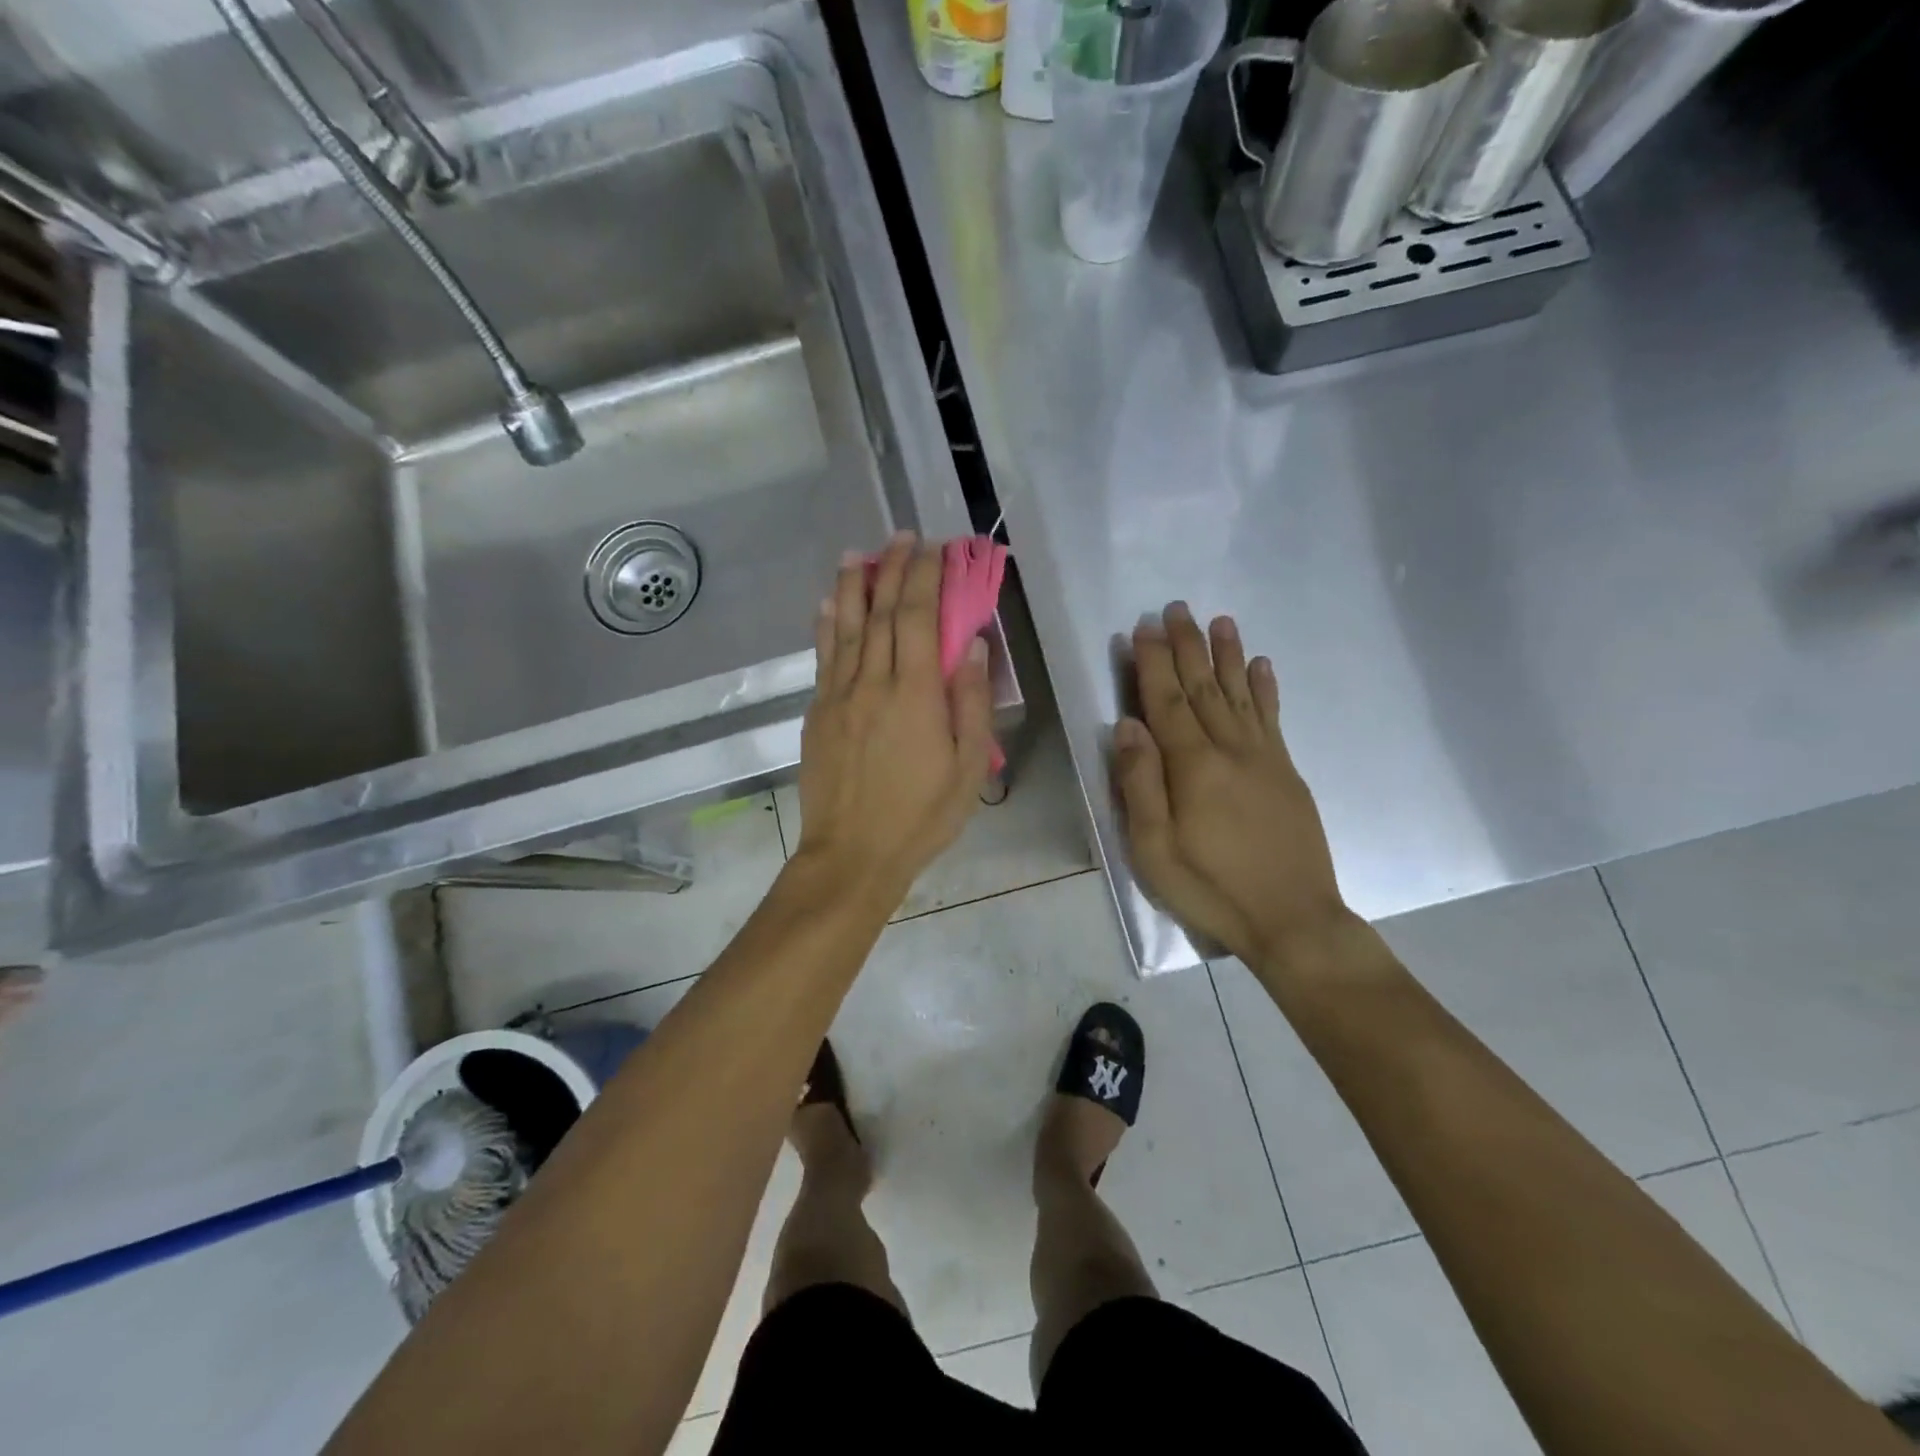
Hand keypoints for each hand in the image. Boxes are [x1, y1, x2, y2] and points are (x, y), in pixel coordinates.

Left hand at [793, 534, 993, 908]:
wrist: (852, 854)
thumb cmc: (921, 815)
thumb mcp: (967, 768)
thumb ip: (971, 702)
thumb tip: (971, 645)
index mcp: (914, 694)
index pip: (918, 618)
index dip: (926, 577)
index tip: (935, 548)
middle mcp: (872, 683)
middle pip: (881, 612)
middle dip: (893, 568)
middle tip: (903, 537)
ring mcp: (838, 695)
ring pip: (845, 627)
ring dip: (853, 585)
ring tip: (859, 554)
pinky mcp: (818, 713)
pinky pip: (823, 657)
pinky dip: (827, 625)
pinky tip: (829, 604)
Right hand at [1114, 603, 1346, 965]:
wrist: (1293, 920)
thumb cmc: (1211, 888)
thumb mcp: (1154, 849)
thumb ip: (1139, 784)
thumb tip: (1127, 726)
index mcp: (1193, 766)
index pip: (1166, 701)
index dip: (1153, 663)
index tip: (1143, 628)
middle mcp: (1230, 749)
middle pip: (1203, 687)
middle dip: (1187, 646)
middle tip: (1176, 608)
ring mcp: (1264, 758)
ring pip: (1240, 694)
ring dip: (1228, 655)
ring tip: (1221, 620)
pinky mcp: (1287, 772)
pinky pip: (1273, 718)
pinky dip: (1265, 688)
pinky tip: (1261, 665)